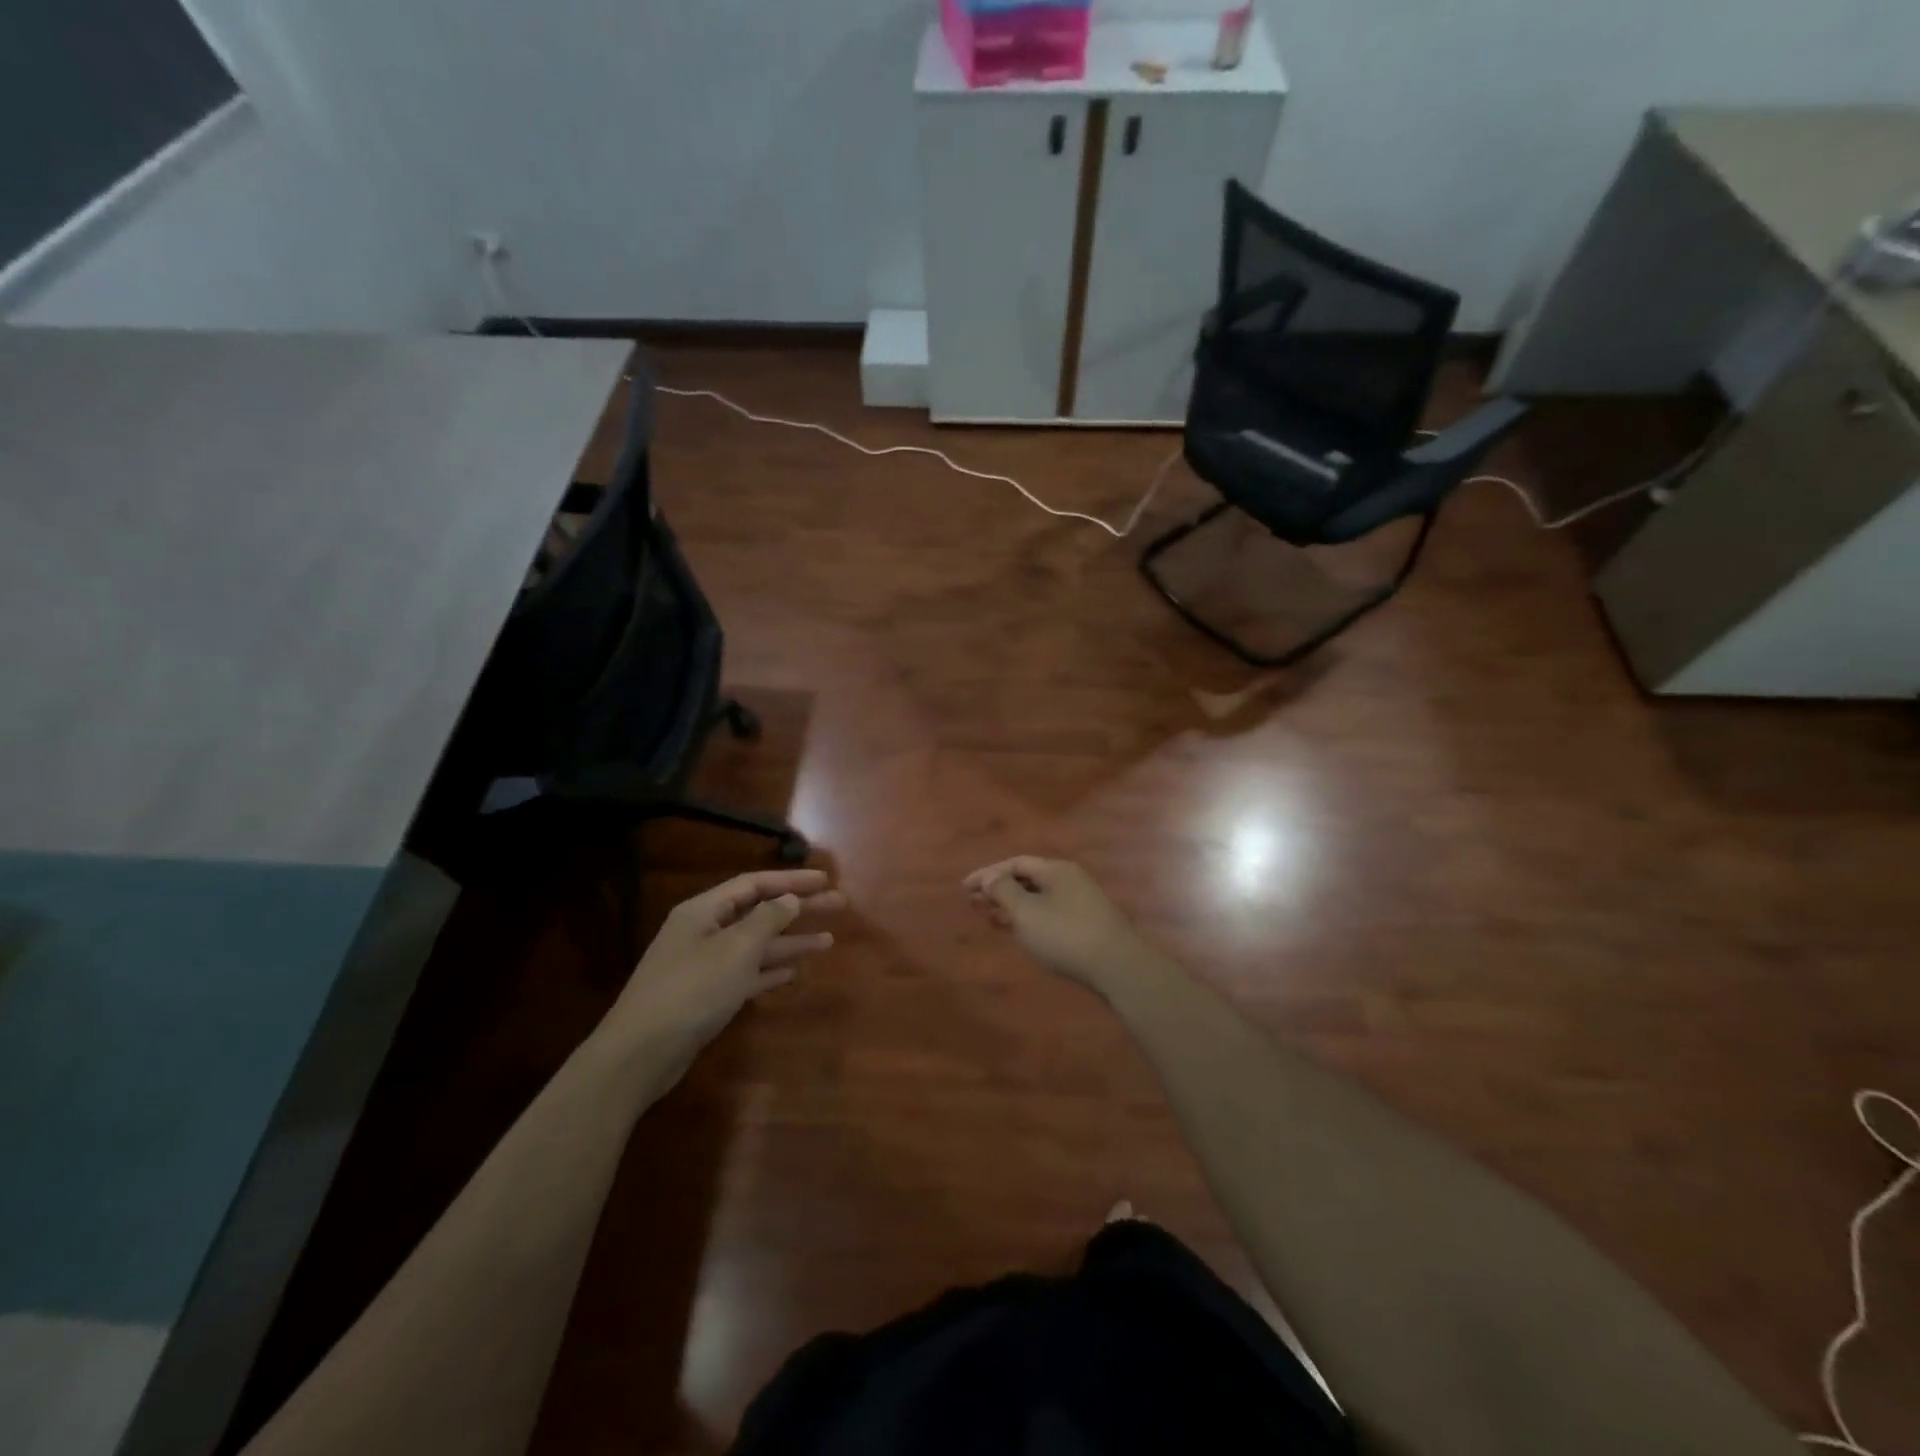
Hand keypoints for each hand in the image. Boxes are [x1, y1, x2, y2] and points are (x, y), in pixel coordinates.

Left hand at [603, 868, 842, 1069]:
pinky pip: (746, 974)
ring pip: (756, 945)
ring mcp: (704, 965)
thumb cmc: (691, 990)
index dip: (791, 880)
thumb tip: (789, 899)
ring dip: (790, 942)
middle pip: (759, 912)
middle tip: (838, 904)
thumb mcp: (735, 949)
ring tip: (829, 941)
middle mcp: (704, 932)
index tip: (825, 879)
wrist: (640, 1054)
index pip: (754, 885)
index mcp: (703, 911)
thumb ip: (767, 920)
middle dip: (798, 909)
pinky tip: (794, 971)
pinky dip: (770, 970)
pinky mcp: (707, 996)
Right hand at [963, 857, 1159, 996]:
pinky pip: (1049, 912)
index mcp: (1056, 869)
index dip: (987, 874)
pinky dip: (1028, 918)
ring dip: (1012, 905)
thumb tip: (990, 877)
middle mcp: (1070, 879)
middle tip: (974, 902)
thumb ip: (1004, 891)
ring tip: (990, 916)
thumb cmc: (1066, 935)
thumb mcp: (1027, 912)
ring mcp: (1081, 901)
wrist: (1117, 966)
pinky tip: (1019, 931)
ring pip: (1038, 897)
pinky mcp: (1086, 923)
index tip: (965, 888)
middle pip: (1027, 878)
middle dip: (999, 889)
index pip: (1016, 863)